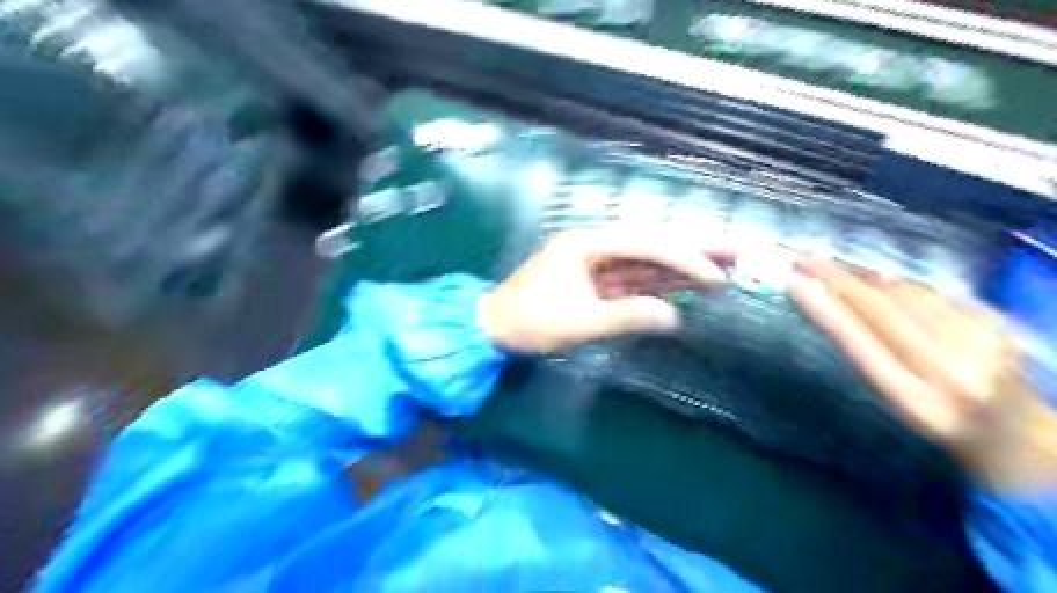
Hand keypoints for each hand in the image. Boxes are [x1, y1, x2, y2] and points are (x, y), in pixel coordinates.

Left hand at [482, 226, 730, 352]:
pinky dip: (661, 284)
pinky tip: (687, 285)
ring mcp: (597, 263)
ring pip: (646, 261)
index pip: (646, 244)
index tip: (717, 275)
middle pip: (652, 244)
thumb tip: (676, 317)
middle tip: (737, 250)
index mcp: (587, 244)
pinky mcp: (597, 282)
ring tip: (723, 267)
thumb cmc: (529, 322)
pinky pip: (635, 280)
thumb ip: (627, 316)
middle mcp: (595, 245)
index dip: (684, 258)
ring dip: (682, 265)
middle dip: (693, 249)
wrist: (493, 328)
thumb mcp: (578, 322)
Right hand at [789, 259, 1056, 491]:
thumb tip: (829, 299)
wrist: (1019, 437)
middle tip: (804, 258)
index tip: (794, 282)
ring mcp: (980, 345)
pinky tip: (883, 282)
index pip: (858, 343)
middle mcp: (949, 371)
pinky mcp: (999, 325)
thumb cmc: (936, 419)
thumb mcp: (892, 399)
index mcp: (913, 399)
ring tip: (835, 266)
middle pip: (880, 310)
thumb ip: (866, 353)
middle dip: (836, 279)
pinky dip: (901, 285)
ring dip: (865, 276)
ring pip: (907, 294)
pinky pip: (935, 293)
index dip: (823, 309)